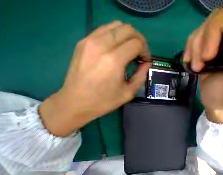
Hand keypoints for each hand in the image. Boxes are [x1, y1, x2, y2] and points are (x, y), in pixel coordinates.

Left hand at [39, 21, 150, 135]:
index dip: (145, 51)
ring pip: (116, 25)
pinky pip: (104, 29)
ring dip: (127, 35)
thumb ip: (140, 76)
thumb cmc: (104, 101)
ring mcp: (90, 40)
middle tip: (140, 54)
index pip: (136, 43)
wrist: (76, 101)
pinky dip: (115, 35)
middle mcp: (101, 44)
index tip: (146, 61)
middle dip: (139, 40)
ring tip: (129, 50)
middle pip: (127, 29)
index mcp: (114, 60)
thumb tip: (146, 64)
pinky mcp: (83, 41)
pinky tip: (117, 48)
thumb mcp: (128, 93)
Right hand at [183, 0, 222, 122]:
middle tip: (204, 59)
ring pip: (209, 22)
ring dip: (197, 44)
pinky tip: (190, 61)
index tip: (218, 43)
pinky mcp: (210, 42)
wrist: (213, 102)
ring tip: (196, 66)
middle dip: (210, 34)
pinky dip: (191, 46)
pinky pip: (197, 33)